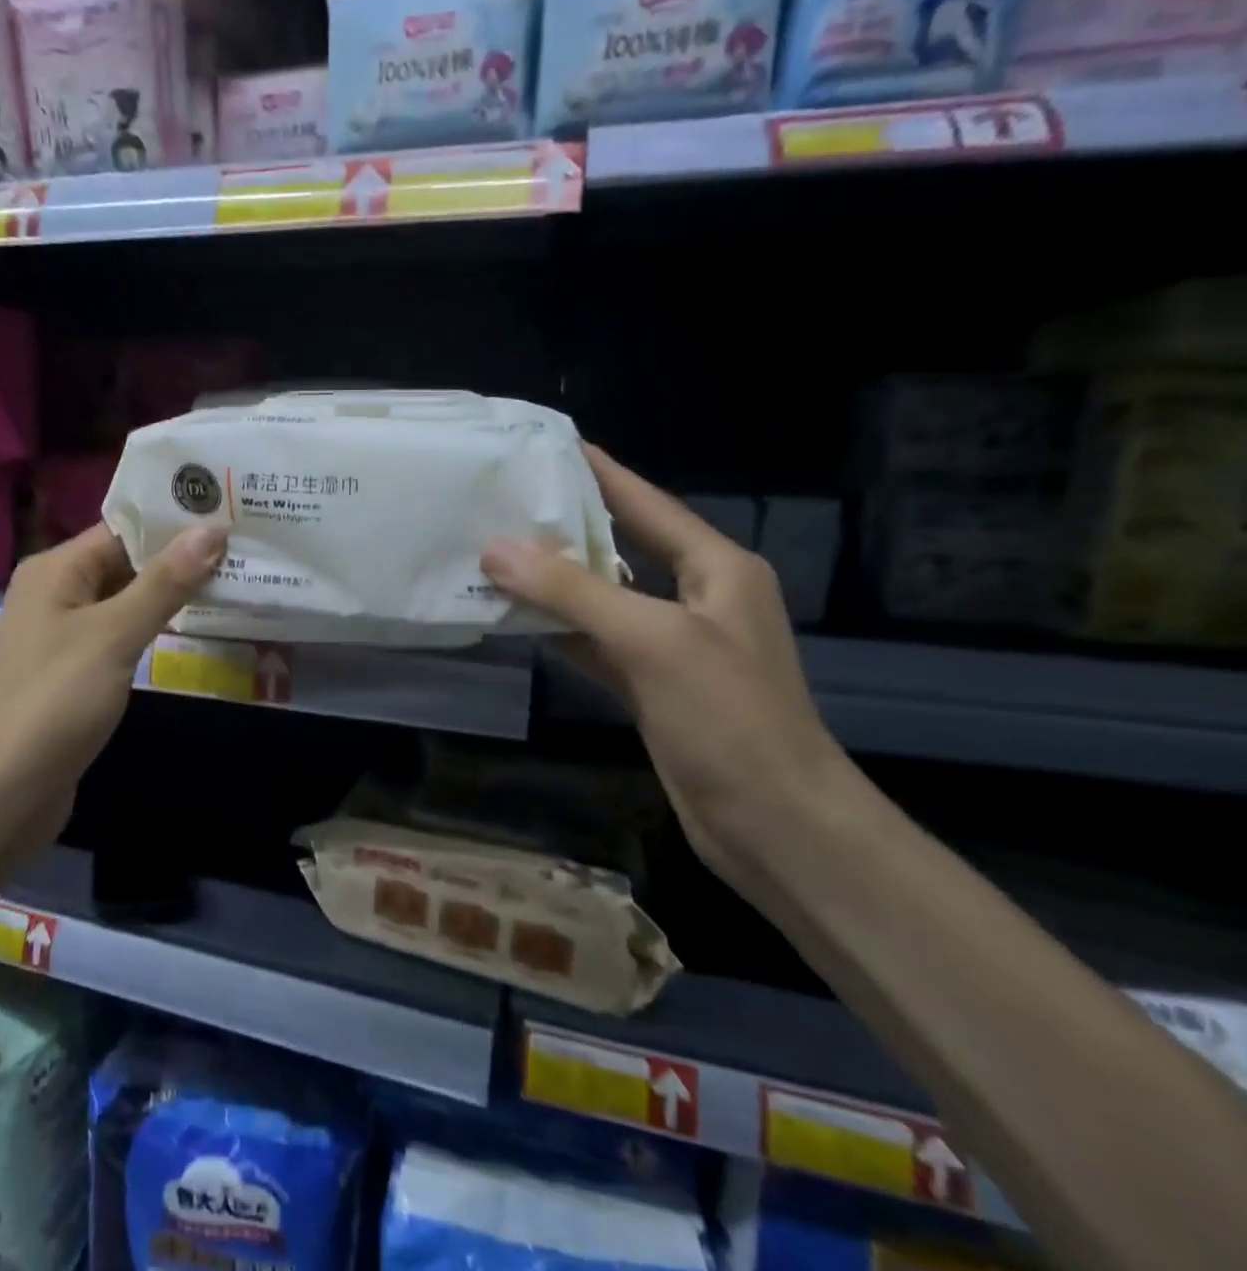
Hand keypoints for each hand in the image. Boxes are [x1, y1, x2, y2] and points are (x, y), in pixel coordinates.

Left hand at [0, 523, 225, 843]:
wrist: (1, 792)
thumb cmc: (54, 701)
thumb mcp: (113, 635)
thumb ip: (164, 583)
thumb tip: (212, 529)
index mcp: (56, 570)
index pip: (123, 528)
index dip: (175, 521)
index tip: (231, 511)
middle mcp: (58, 594)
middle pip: (127, 563)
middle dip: (182, 558)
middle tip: (247, 546)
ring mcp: (67, 636)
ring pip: (129, 602)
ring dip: (175, 595)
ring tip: (238, 579)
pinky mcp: (78, 673)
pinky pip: (124, 637)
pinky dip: (158, 630)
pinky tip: (201, 628)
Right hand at [481, 446, 850, 884]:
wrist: (775, 824)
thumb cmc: (728, 718)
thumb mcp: (651, 641)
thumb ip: (573, 591)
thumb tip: (497, 549)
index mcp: (716, 568)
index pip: (648, 504)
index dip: (600, 473)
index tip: (549, 446)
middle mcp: (696, 598)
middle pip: (621, 547)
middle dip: (565, 527)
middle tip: (504, 501)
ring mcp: (673, 646)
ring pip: (603, 598)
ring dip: (554, 582)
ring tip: (494, 552)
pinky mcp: (652, 687)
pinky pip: (596, 643)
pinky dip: (560, 630)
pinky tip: (517, 618)